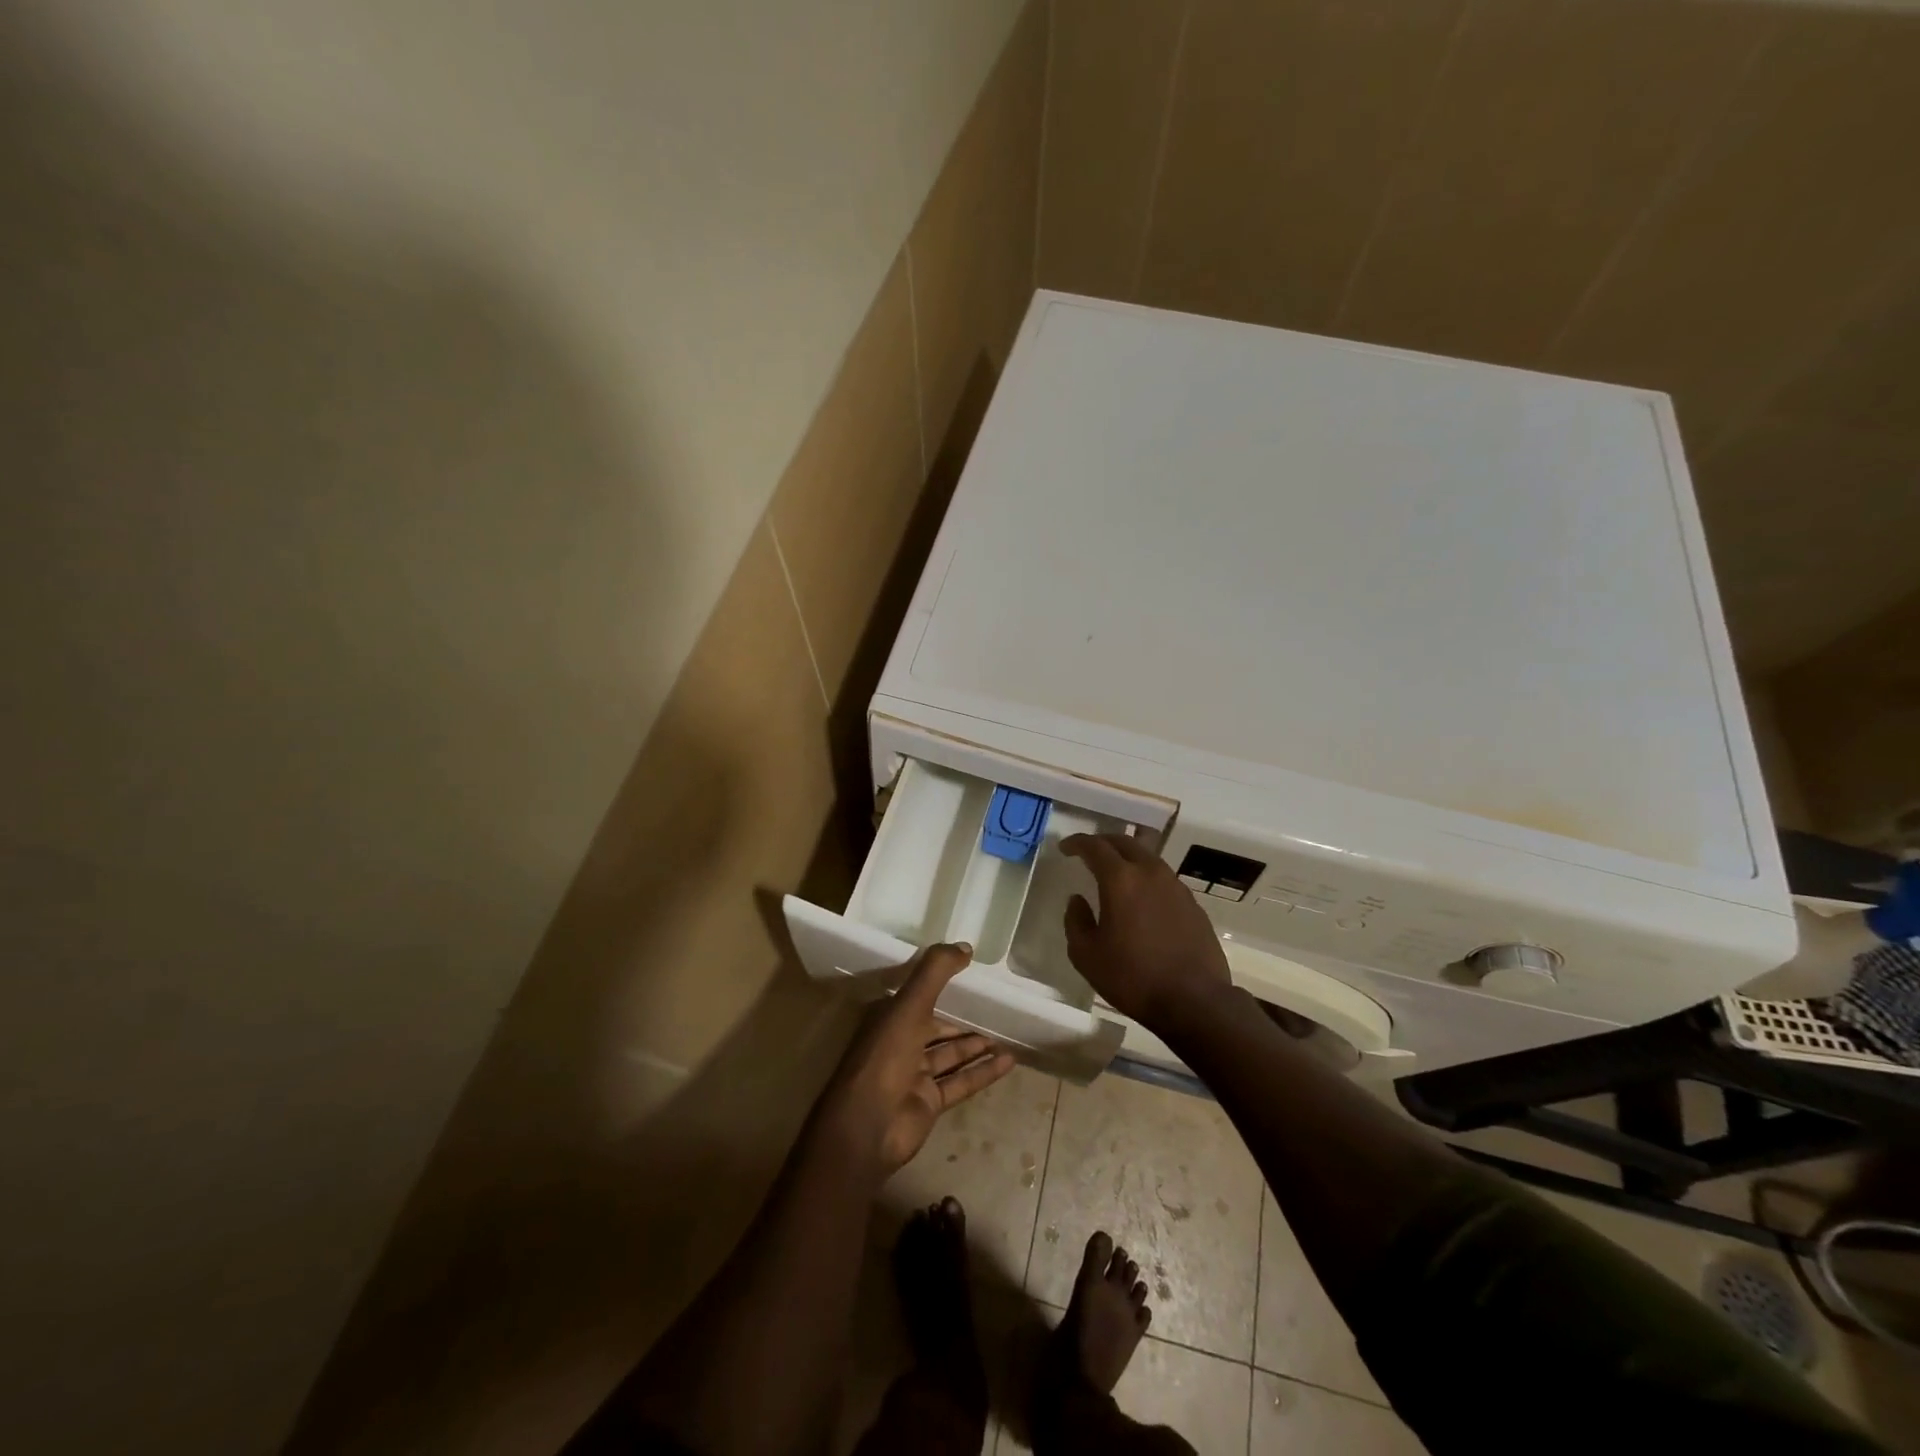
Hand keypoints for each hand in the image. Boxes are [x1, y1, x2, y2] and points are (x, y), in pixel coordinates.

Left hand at [820, 942, 1016, 1176]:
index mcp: (889, 1017)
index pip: (917, 995)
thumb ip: (935, 972)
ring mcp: (914, 1075)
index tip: (967, 974)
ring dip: (976, 1045)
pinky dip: (983, 1072)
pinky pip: (961, 1082)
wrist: (867, 1128)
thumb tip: (966, 946)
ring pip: (950, 1055)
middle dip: (962, 1019)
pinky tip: (1008, 1062)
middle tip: (993, 1009)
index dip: (939, 984)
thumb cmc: (885, 1058)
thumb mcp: (909, 1005)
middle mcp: (900, 1043)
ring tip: (1006, 1035)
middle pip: (936, 1027)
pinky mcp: (929, 1103)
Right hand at [1061, 833, 1231, 1027]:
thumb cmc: (1133, 977)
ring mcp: (1176, 886)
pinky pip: (1164, 878)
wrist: (1194, 1000)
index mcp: (1120, 880)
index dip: (1077, 843)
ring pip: (1148, 857)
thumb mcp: (1087, 955)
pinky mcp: (1192, 903)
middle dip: (1103, 842)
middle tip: (1089, 851)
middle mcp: (1150, 873)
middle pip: (1125, 842)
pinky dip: (1147, 877)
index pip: (1095, 846)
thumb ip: (1076, 921)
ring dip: (1128, 857)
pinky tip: (1142, 898)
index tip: (1065, 848)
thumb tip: (1077, 900)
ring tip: (1115, 872)